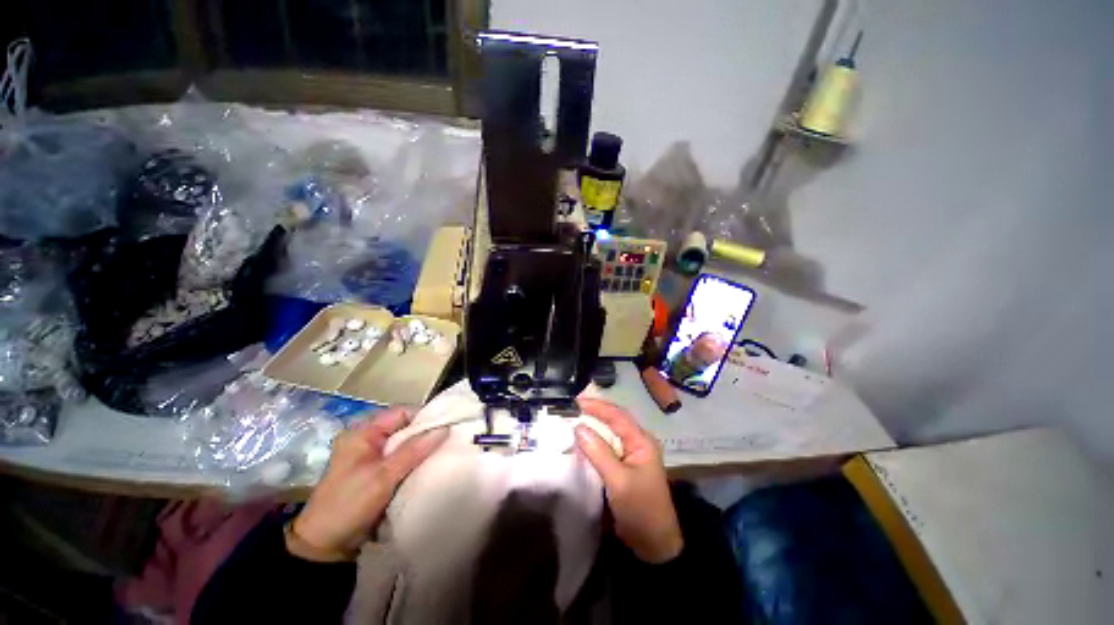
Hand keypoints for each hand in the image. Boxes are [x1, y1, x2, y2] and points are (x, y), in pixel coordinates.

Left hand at [288, 407, 447, 561]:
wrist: (326, 547)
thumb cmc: (349, 505)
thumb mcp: (383, 477)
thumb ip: (414, 451)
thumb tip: (445, 429)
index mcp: (362, 433)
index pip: (401, 413)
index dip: (424, 416)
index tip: (447, 425)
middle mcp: (367, 440)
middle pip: (404, 428)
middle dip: (426, 434)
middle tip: (449, 440)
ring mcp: (371, 457)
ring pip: (405, 444)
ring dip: (422, 449)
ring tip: (444, 452)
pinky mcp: (376, 473)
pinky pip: (402, 459)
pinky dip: (415, 461)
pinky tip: (429, 466)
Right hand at [574, 398, 683, 563]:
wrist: (654, 545)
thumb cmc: (641, 509)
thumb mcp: (619, 481)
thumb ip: (599, 452)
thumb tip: (577, 427)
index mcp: (641, 441)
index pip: (617, 415)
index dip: (596, 406)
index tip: (575, 401)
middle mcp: (636, 443)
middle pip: (613, 420)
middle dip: (593, 412)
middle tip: (570, 408)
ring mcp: (629, 455)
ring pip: (608, 433)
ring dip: (591, 426)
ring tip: (571, 419)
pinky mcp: (622, 467)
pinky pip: (605, 447)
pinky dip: (592, 442)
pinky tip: (579, 441)